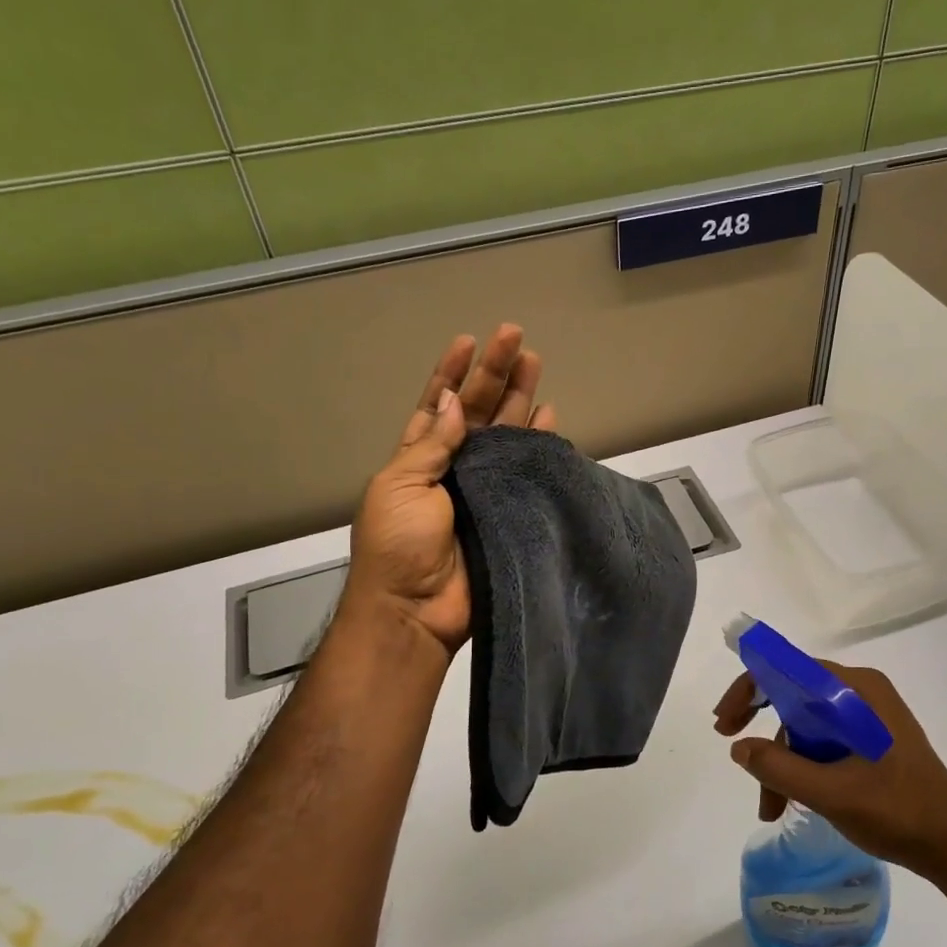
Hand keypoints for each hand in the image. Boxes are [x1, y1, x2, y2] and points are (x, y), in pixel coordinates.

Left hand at [344, 325, 555, 651]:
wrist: (417, 610)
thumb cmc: (397, 545)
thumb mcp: (400, 486)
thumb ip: (431, 445)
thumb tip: (455, 402)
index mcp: (418, 457)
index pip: (438, 403)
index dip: (452, 372)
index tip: (469, 340)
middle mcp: (454, 467)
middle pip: (479, 411)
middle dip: (495, 374)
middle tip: (516, 337)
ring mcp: (484, 489)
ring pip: (506, 435)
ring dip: (520, 399)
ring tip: (537, 363)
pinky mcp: (510, 511)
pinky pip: (527, 472)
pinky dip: (538, 446)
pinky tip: (550, 418)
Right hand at [714, 662, 946, 880]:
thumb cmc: (898, 811)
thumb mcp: (832, 793)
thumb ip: (780, 768)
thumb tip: (739, 749)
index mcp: (855, 690)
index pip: (789, 670)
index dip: (749, 689)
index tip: (725, 723)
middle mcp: (860, 693)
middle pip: (794, 697)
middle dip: (764, 734)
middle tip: (735, 753)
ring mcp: (867, 717)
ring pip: (806, 726)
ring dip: (782, 762)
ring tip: (770, 809)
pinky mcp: (870, 740)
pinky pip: (823, 741)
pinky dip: (803, 767)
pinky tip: (793, 801)